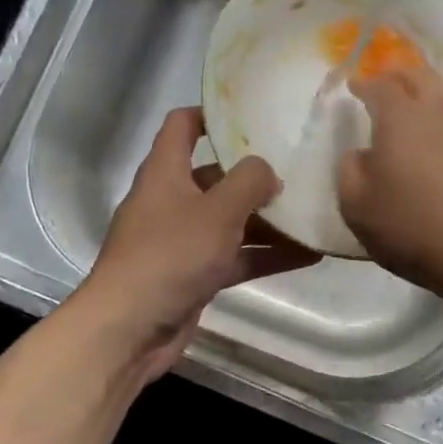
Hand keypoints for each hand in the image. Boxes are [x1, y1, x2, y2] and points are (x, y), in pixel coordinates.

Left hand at [78, 107, 320, 381]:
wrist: (129, 330)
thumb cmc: (170, 256)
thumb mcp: (217, 211)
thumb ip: (249, 182)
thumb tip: (268, 170)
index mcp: (165, 172)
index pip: (182, 125)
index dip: (212, 113)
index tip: (252, 114)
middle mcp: (171, 201)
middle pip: (216, 176)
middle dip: (255, 176)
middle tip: (300, 170)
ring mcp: (182, 241)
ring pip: (230, 221)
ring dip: (268, 221)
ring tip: (313, 213)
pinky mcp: (194, 275)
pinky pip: (235, 257)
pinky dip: (265, 255)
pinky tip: (309, 255)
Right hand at [337, 66, 442, 302]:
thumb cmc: (416, 228)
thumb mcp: (359, 208)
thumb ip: (350, 172)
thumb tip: (359, 154)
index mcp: (401, 118)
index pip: (380, 86)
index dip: (364, 83)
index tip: (354, 86)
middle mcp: (440, 113)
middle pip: (421, 77)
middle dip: (399, 75)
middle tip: (385, 83)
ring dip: (428, 97)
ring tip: (414, 112)